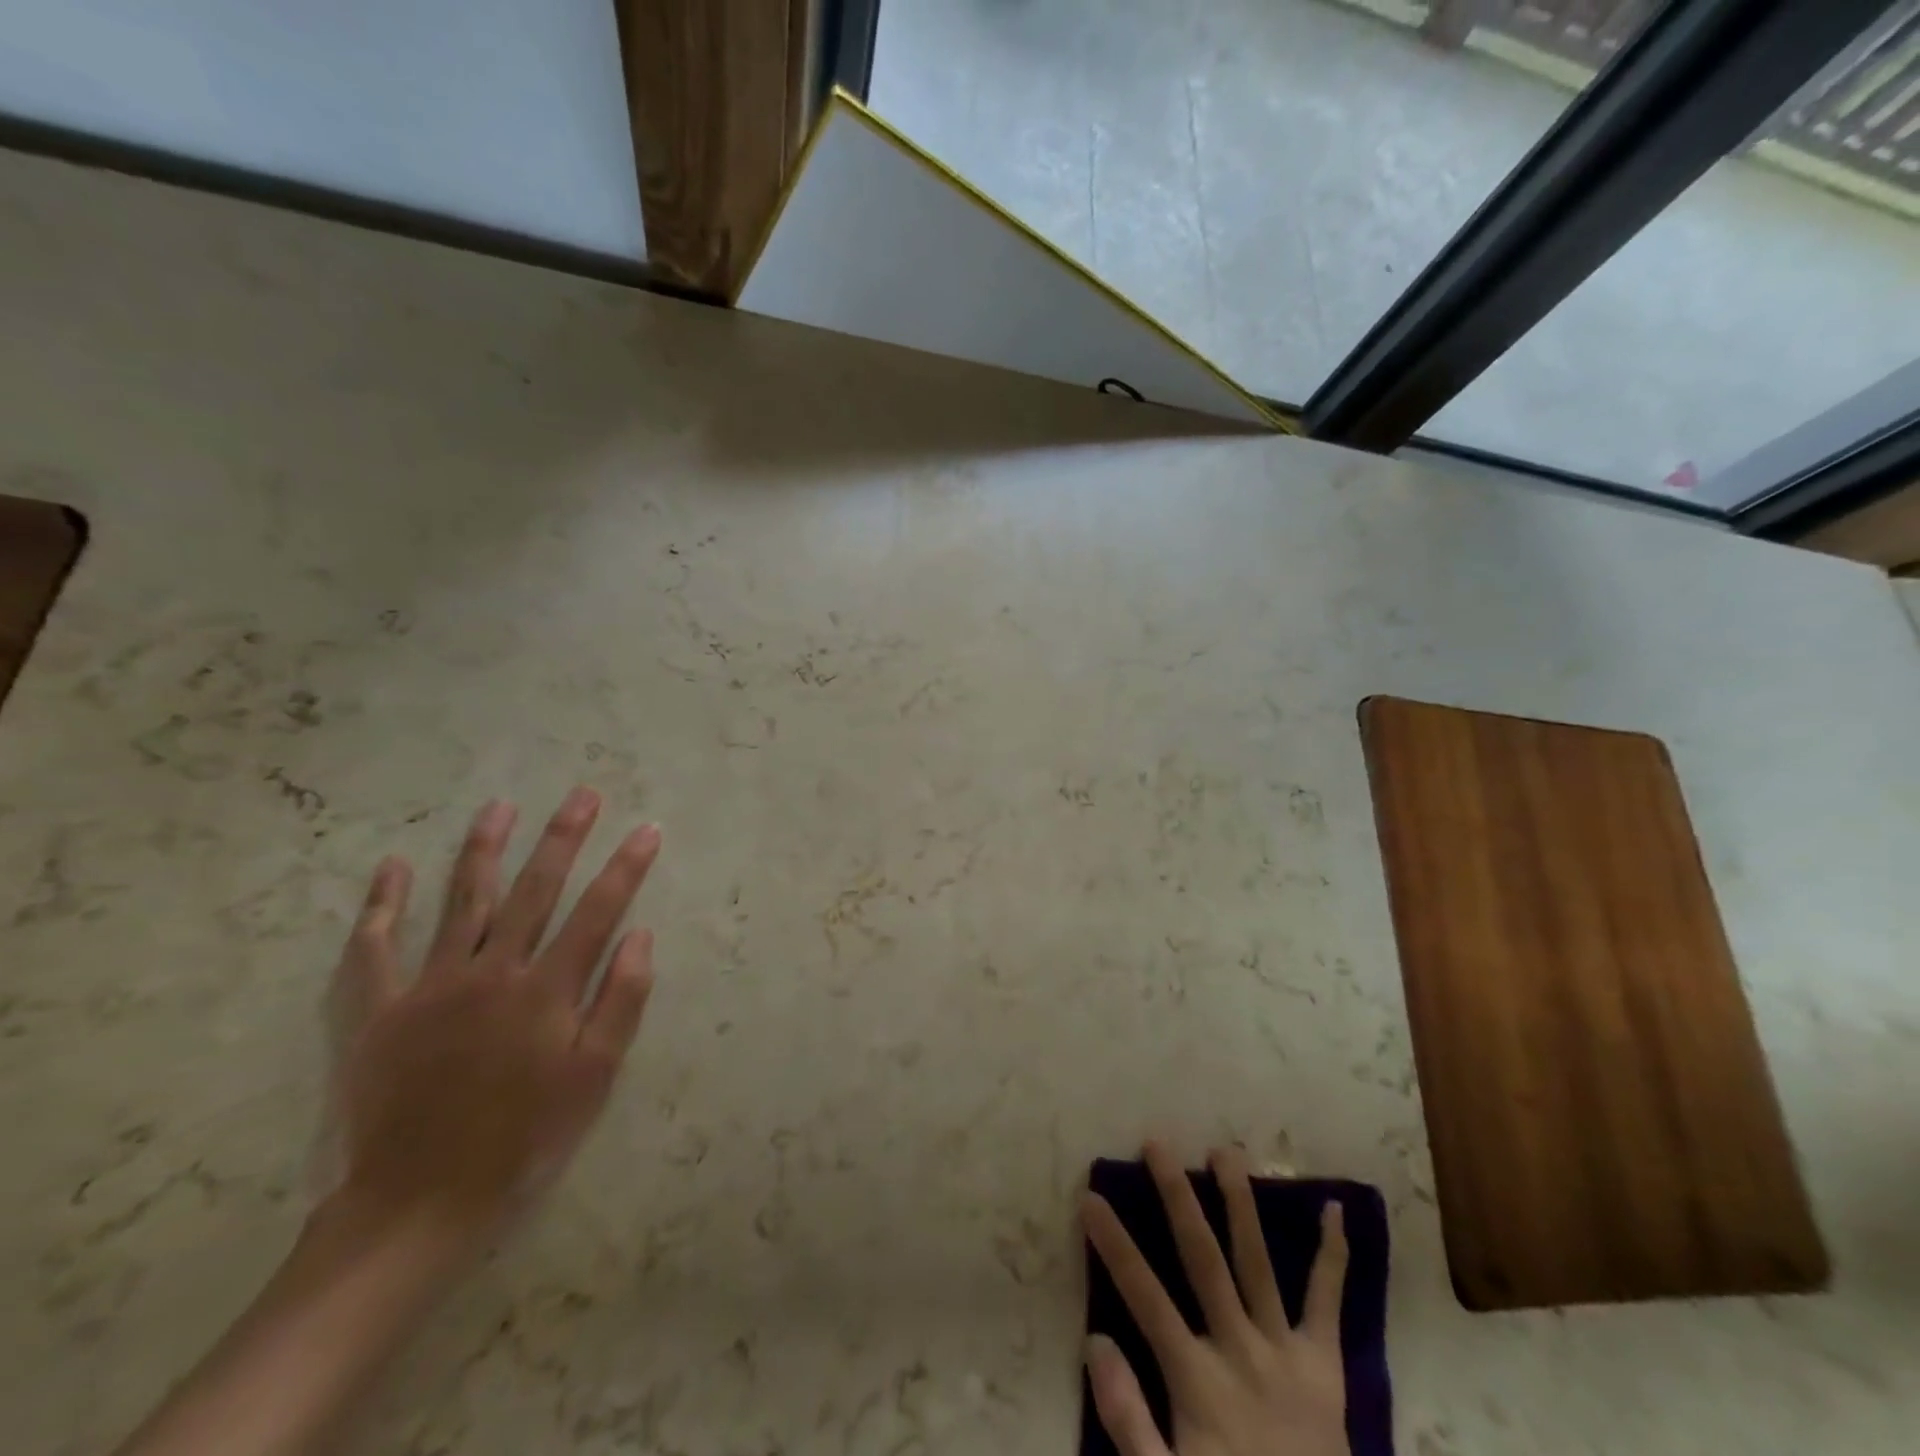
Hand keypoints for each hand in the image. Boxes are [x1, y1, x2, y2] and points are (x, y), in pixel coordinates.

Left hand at [323, 788, 662, 1242]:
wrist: (420, 1202)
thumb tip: (641, 936)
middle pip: (534, 890)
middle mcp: (492, 972)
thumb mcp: (594, 1077)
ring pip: (462, 902)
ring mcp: (430, 986)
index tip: (647, 829)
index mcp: (546, 990)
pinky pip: (376, 949)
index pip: (598, 911)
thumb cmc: (524, 1138)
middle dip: (563, 837)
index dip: (626, 867)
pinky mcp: (379, 1011)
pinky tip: (390, 869)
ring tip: (499, 808)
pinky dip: (382, 907)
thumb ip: (621, 1001)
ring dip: (484, 850)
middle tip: (582, 795)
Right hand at [1081, 1142, 1350, 1455]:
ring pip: (1257, 1263)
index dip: (1114, 1246)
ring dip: (1240, 1203)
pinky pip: (1328, 1303)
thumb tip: (1095, 1341)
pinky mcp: (1327, 1365)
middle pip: (1203, 1259)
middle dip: (1177, 1196)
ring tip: (1226, 1151)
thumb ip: (1129, 1420)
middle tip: (1157, 1144)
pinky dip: (1334, 1256)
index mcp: (1198, 1380)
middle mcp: (1241, 1351)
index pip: (1145, 1297)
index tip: (1090, 1198)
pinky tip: (1335, 1210)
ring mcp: (1286, 1352)